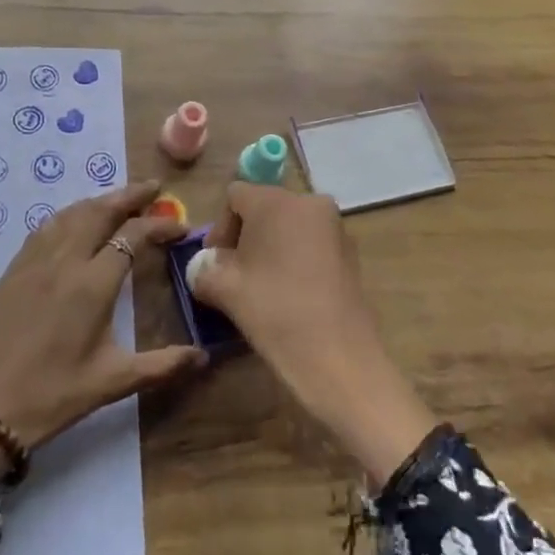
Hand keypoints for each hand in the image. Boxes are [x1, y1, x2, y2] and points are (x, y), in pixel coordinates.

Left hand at [0, 179, 206, 476]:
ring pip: (71, 214)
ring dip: (99, 201)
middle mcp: (64, 261)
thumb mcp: (113, 382)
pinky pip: (46, 228)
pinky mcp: (14, 269)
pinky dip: (69, 215)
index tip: (180, 227)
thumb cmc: (54, 395)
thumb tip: (203, 357)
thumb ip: (161, 365)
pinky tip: (75, 222)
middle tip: (153, 188)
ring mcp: (35, 261)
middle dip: (129, 196)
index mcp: (93, 285)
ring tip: (119, 200)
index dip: (159, 226)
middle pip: (100, 211)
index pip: (132, 236)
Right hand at [192, 183, 435, 486]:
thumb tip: (203, 266)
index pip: (235, 196)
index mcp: (276, 201)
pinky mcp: (350, 253)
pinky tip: (289, 295)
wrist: (339, 358)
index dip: (219, 228)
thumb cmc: (275, 312)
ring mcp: (335, 227)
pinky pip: (311, 244)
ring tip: (261, 288)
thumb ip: (205, 269)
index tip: (215, 264)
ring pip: (289, 227)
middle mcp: (309, 202)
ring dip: (270, 249)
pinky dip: (295, 259)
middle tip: (234, 276)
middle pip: (264, 208)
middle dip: (245, 238)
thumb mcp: (225, 290)